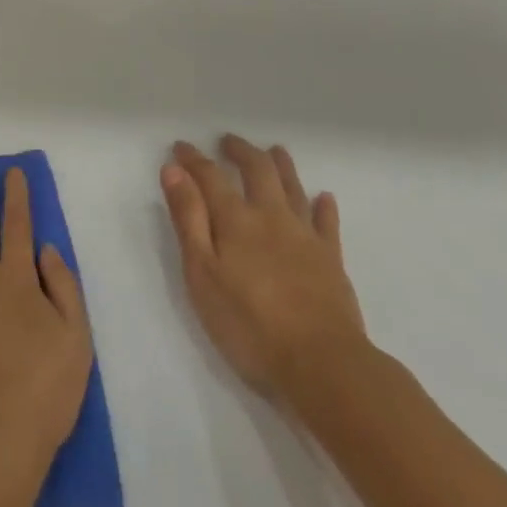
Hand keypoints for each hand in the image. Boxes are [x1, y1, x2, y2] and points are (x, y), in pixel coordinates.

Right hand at [160, 135, 368, 404]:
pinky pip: (327, 223)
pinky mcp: (332, 261)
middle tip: (228, 141)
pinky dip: (323, 206)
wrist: (323, 365)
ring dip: (281, 166)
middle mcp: (271, 217)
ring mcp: (305, 237)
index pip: (210, 176)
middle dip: (240, 151)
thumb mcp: (202, 273)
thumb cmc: (248, 323)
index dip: (193, 159)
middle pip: (257, 171)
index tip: (180, 146)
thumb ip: (188, 219)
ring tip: (274, 150)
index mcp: (235, 220)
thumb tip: (174, 170)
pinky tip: (323, 198)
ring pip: (293, 189)